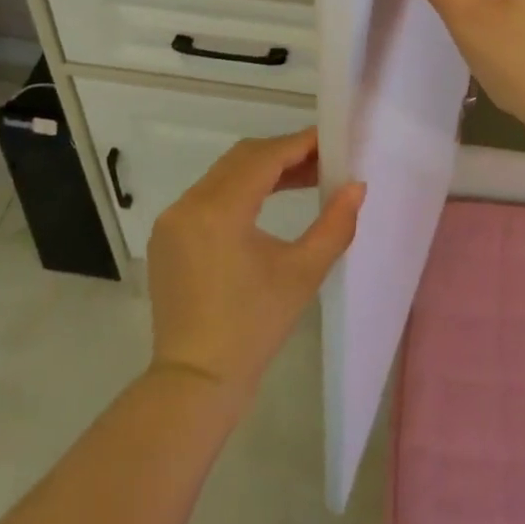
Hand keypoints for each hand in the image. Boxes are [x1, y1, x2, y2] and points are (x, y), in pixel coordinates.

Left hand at [147, 129, 363, 412]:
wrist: (195, 383)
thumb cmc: (253, 329)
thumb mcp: (302, 274)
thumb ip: (334, 225)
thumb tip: (357, 186)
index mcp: (219, 210)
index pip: (264, 157)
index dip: (299, 144)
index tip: (330, 140)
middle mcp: (189, 203)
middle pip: (242, 158)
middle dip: (283, 154)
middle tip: (322, 161)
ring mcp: (173, 219)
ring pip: (223, 174)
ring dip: (261, 170)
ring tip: (303, 179)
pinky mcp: (167, 235)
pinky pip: (207, 195)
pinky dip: (238, 190)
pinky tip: (265, 202)